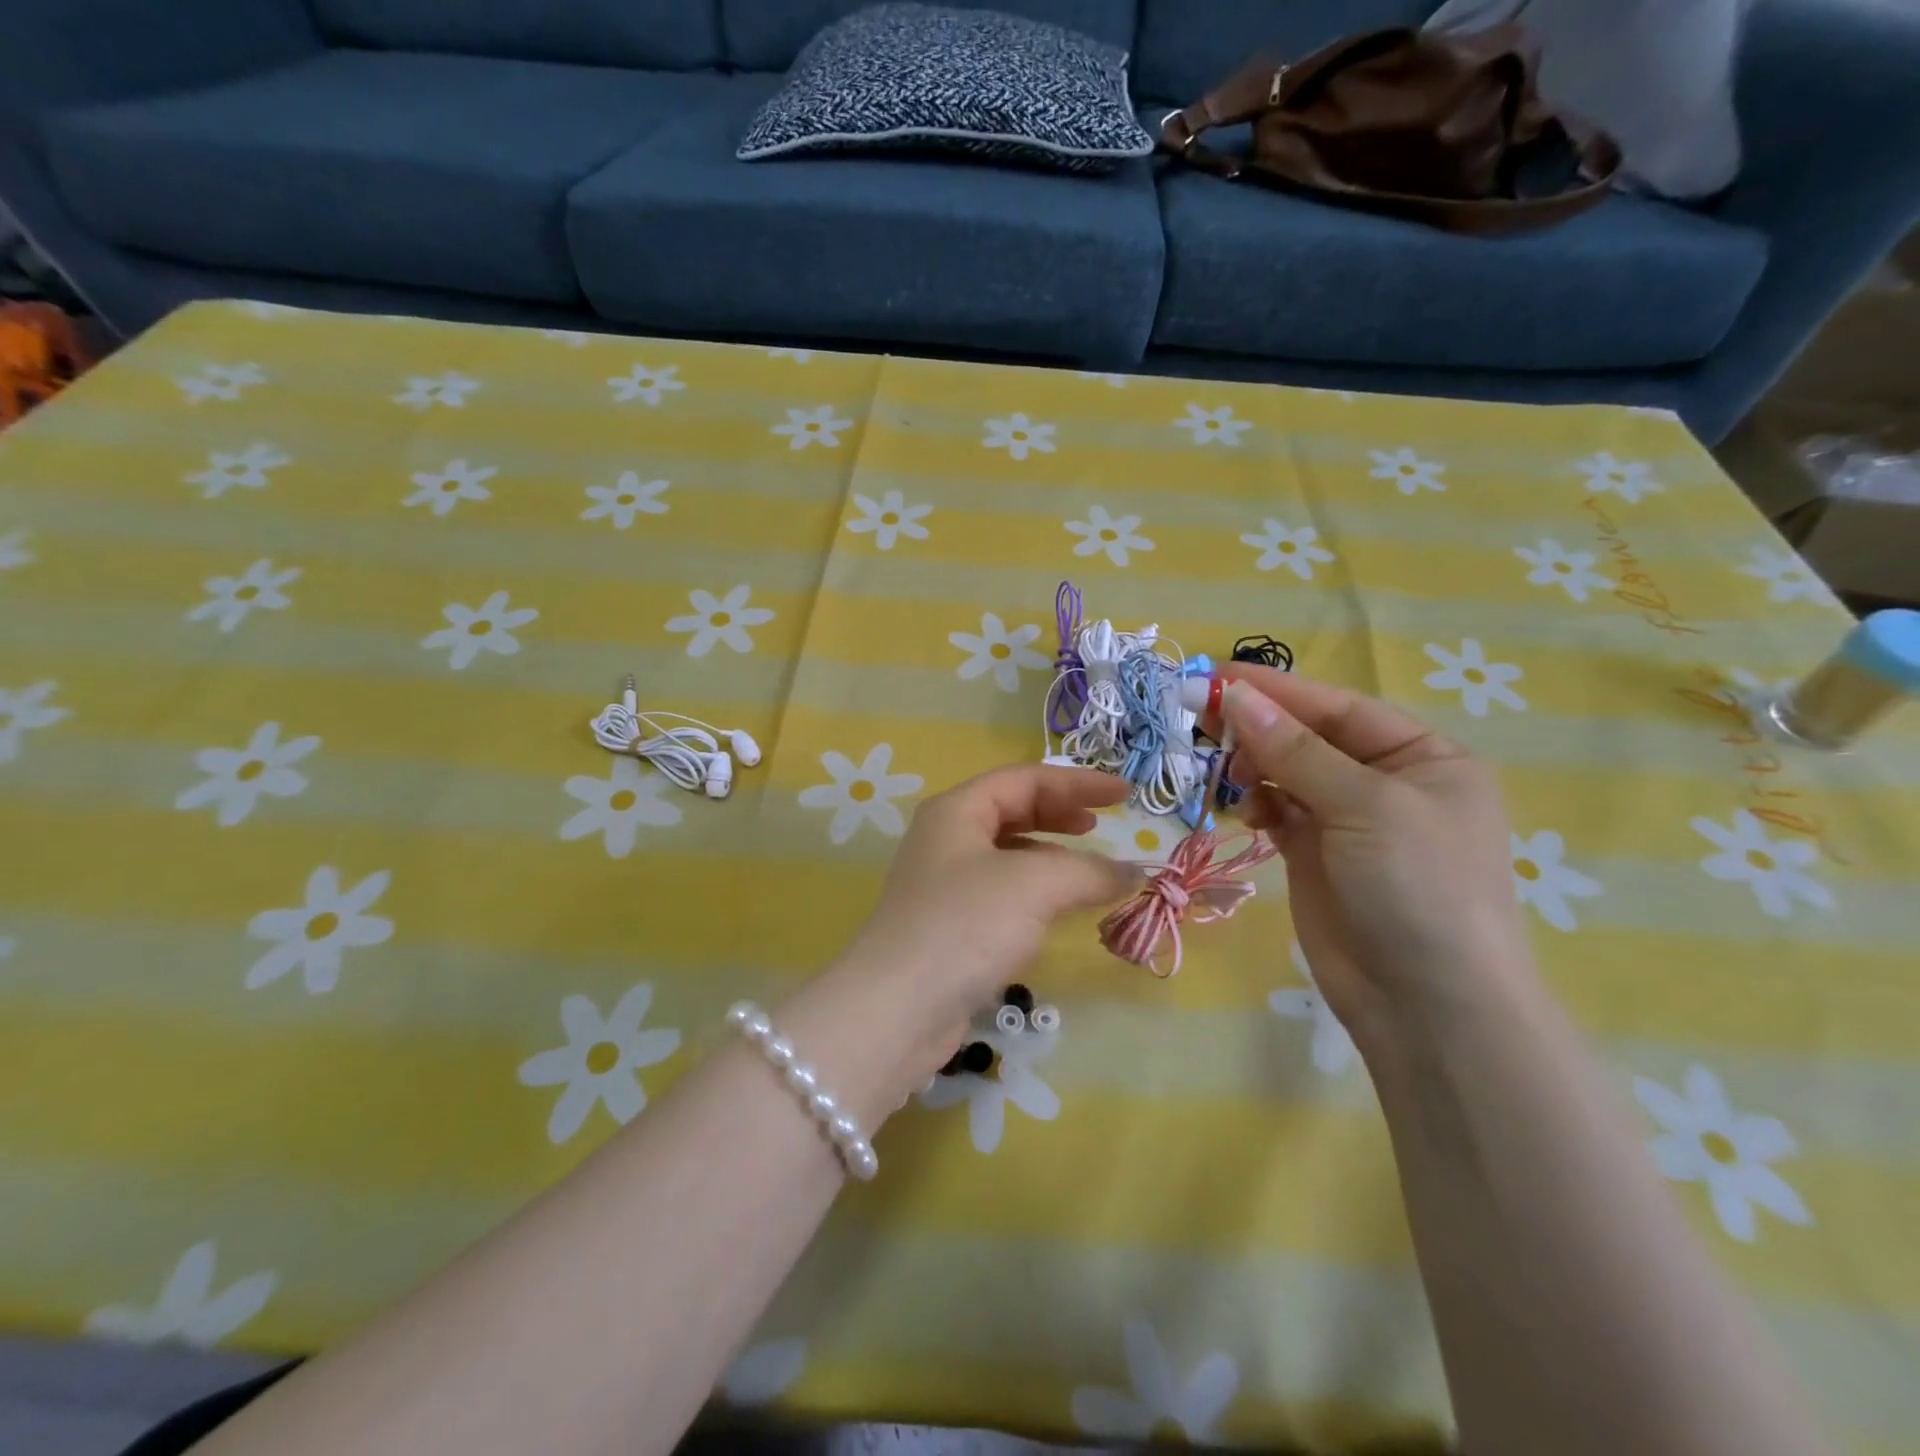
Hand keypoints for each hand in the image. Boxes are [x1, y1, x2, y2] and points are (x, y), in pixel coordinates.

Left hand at [779, 766, 1138, 1116]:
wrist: (898, 1008)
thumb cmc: (965, 925)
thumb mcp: (1035, 885)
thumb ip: (1089, 871)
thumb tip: (1133, 872)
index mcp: (957, 811)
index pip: (1025, 779)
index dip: (1078, 782)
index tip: (1124, 795)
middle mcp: (947, 839)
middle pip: (1013, 811)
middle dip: (1060, 814)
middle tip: (1101, 825)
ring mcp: (945, 884)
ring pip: (1008, 855)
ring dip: (1052, 856)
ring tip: (1089, 870)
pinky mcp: (951, 926)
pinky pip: (1003, 893)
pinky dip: (1037, 893)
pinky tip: (1058, 910)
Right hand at [1218, 671, 1535, 1046]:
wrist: (1426, 1004)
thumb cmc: (1417, 886)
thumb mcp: (1365, 806)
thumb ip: (1296, 750)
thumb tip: (1236, 695)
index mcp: (1423, 758)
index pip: (1339, 708)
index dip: (1278, 690)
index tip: (1216, 675)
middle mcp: (1386, 783)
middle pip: (1309, 737)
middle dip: (1259, 726)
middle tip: (1199, 715)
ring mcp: (1348, 821)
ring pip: (1286, 773)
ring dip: (1252, 765)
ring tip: (1223, 771)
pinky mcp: (1315, 855)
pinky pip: (1277, 811)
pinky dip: (1256, 803)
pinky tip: (1243, 810)